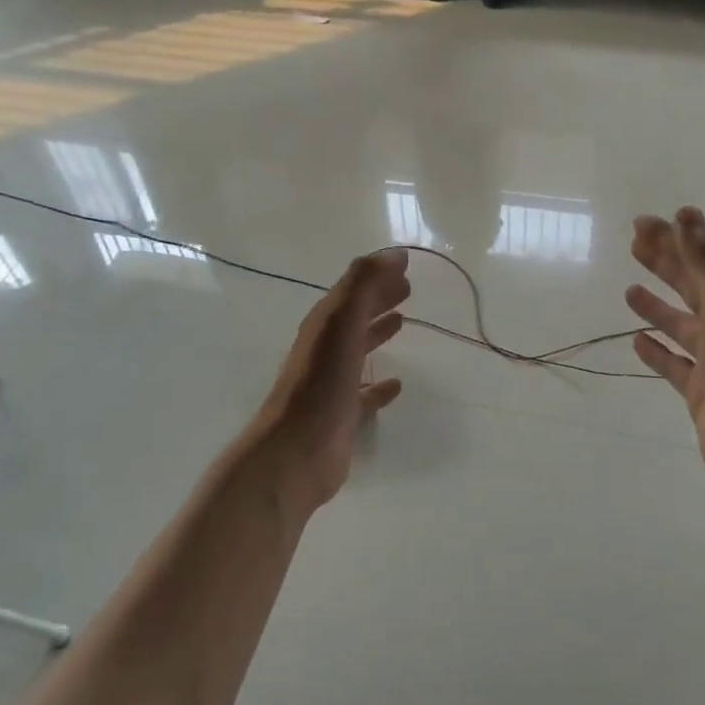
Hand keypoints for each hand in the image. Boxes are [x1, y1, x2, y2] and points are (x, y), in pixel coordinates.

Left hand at [254, 250, 408, 512]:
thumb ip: (364, 285)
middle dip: (378, 299)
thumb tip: (395, 254)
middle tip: (407, 289)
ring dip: (377, 333)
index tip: (406, 266)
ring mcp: (333, 384)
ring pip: (358, 350)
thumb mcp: (341, 323)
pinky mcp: (343, 415)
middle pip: (355, 316)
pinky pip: (365, 394)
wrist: (296, 451)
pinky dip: (380, 385)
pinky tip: (396, 385)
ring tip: (402, 323)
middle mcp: (326, 350)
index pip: (353, 291)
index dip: (377, 276)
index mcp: (324, 325)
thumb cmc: (320, 384)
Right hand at [627, 209, 704, 504]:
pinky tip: (637, 341)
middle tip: (633, 243)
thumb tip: (686, 217)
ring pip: (680, 324)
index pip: (702, 259)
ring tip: (629, 290)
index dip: (676, 238)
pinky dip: (657, 350)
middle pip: (690, 286)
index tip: (647, 220)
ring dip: (658, 306)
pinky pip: (674, 363)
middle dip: (664, 263)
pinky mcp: (701, 391)